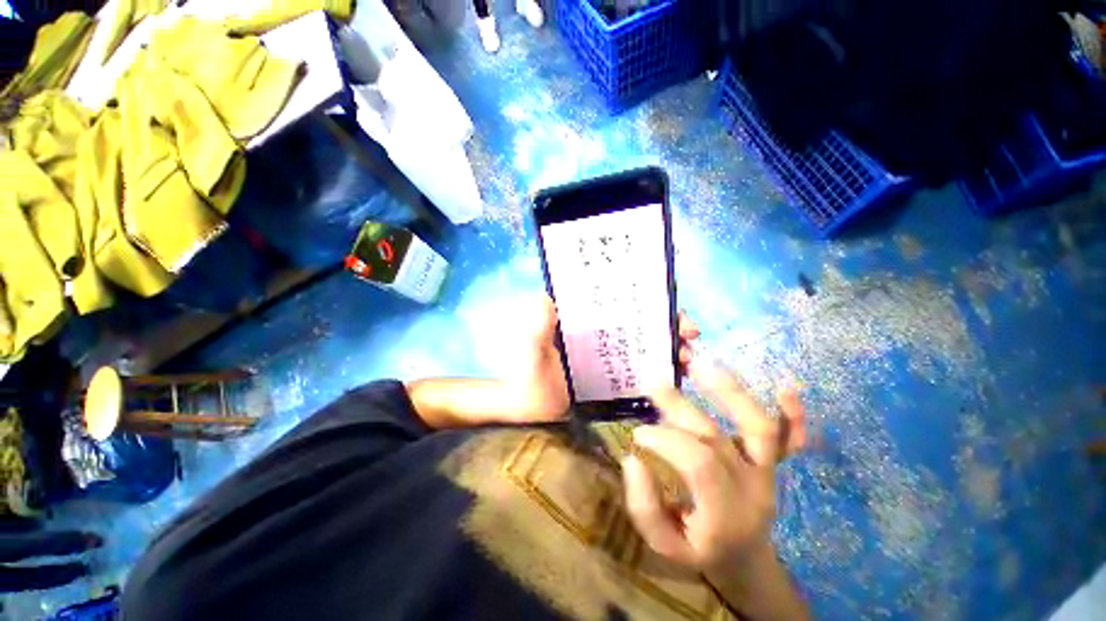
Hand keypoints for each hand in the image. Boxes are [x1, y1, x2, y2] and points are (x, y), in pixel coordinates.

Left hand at [506, 297, 701, 422]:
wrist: (527, 413)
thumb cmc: (527, 380)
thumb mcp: (532, 353)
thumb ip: (537, 330)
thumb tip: (546, 298)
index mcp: (585, 323)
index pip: (622, 304)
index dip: (650, 304)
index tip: (674, 315)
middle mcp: (601, 336)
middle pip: (642, 324)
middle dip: (669, 328)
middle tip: (690, 340)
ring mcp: (609, 360)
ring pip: (647, 348)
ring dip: (671, 350)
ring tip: (689, 362)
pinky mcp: (613, 382)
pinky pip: (642, 374)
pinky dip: (661, 374)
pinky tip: (677, 382)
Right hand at [621, 359, 805, 576]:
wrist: (744, 559)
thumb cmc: (699, 550)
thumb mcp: (664, 546)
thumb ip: (644, 507)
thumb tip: (633, 458)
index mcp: (724, 514)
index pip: (697, 463)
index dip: (665, 440)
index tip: (639, 432)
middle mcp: (752, 489)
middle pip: (717, 437)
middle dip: (680, 407)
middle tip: (653, 384)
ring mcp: (767, 472)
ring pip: (758, 427)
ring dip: (729, 391)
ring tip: (699, 364)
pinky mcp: (773, 463)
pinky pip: (790, 439)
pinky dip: (793, 415)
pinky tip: (788, 387)